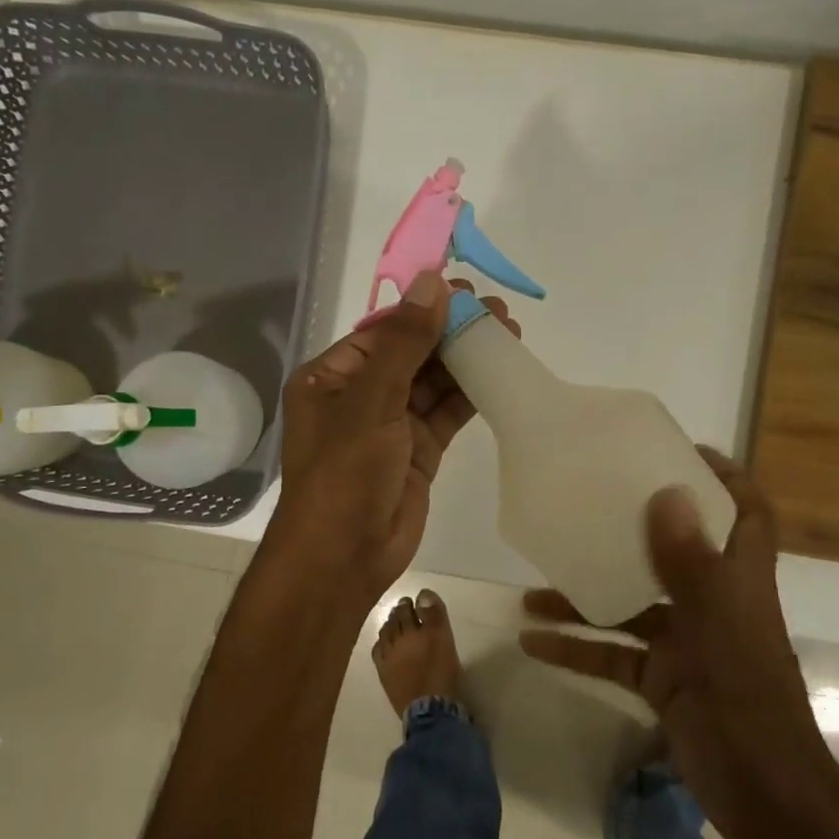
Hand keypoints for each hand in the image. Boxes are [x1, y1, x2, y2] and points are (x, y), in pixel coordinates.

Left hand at [267, 272, 518, 609]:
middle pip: (411, 354)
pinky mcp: (417, 452)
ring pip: (432, 383)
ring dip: (465, 360)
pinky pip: (445, 413)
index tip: (464, 290)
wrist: (344, 557)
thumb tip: (432, 282)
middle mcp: (358, 397)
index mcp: (331, 378)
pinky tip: (499, 372)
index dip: (423, 310)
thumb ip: (406, 343)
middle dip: (451, 332)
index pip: (383, 332)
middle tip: (496, 311)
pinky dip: (470, 394)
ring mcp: (389, 426)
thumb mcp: (372, 401)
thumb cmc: (344, 472)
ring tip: (508, 333)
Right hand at [519, 449, 835, 838]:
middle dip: (634, 526)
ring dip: (585, 594)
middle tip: (589, 501)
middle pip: (675, 550)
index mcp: (739, 582)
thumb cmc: (748, 708)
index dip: (724, 476)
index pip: (746, 513)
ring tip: (533, 584)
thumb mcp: (716, 632)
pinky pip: (613, 655)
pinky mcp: (663, 682)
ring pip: (630, 605)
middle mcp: (713, 603)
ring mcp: (686, 644)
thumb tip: (666, 492)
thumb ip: (690, 565)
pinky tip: (532, 642)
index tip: (677, 450)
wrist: (766, 804)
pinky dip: (577, 647)